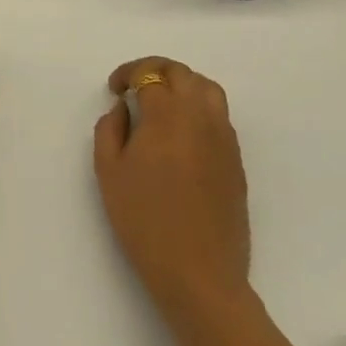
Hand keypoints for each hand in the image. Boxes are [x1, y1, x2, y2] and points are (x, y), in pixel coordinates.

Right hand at [95, 57, 250, 314]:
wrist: (199, 273)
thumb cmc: (145, 221)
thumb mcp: (109, 173)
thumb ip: (109, 130)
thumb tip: (122, 109)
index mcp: (168, 115)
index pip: (150, 75)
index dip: (128, 74)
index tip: (114, 89)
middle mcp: (201, 117)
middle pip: (182, 74)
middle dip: (155, 71)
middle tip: (134, 87)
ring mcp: (224, 138)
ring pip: (208, 89)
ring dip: (182, 84)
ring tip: (162, 103)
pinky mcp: (236, 160)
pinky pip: (220, 116)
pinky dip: (199, 108)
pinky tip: (182, 133)